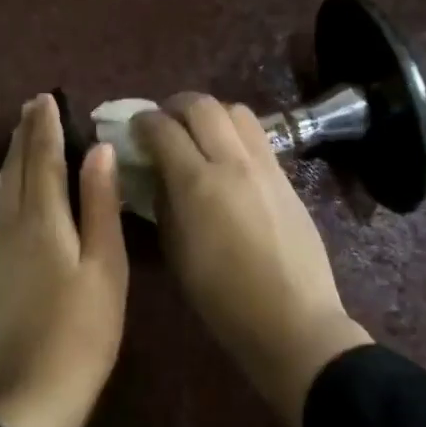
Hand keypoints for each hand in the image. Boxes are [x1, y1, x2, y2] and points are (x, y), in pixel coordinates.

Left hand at [0, 95, 129, 426]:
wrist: (32, 392)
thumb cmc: (83, 330)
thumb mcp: (105, 265)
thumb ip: (99, 206)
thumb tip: (97, 151)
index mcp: (42, 221)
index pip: (43, 160)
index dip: (45, 128)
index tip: (47, 98)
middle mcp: (11, 227)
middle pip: (16, 170)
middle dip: (24, 136)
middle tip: (30, 107)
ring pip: (3, 191)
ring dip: (14, 159)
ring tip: (21, 137)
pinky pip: (0, 213)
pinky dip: (8, 188)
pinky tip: (10, 191)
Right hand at [133, 94, 370, 426]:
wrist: (291, 320)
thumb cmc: (222, 299)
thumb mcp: (176, 252)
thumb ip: (164, 203)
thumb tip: (158, 174)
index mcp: (197, 184)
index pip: (164, 129)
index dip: (143, 122)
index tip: (134, 128)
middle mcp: (232, 163)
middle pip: (202, 106)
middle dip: (175, 106)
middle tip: (163, 122)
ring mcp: (266, 167)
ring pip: (237, 111)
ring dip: (210, 113)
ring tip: (198, 133)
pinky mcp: (287, 178)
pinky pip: (258, 136)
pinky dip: (235, 132)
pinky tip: (227, 156)